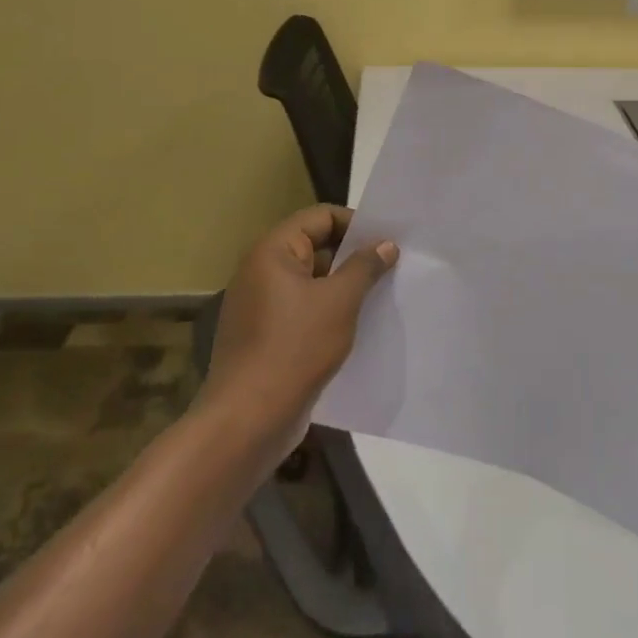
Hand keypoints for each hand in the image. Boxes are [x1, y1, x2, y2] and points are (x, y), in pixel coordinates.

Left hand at [202, 204, 396, 436]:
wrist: (248, 420)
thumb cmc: (295, 348)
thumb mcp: (340, 301)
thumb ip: (365, 266)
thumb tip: (385, 244)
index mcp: (272, 252)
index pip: (320, 217)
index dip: (356, 224)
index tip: (387, 241)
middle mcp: (261, 271)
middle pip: (314, 247)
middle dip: (352, 256)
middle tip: (390, 267)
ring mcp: (260, 306)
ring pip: (310, 282)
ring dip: (343, 286)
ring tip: (379, 296)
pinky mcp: (264, 336)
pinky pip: (302, 310)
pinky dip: (327, 312)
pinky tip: (356, 327)